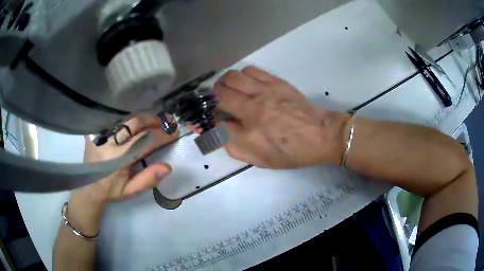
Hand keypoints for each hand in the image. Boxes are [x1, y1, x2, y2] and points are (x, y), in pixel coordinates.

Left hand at [72, 114, 178, 207]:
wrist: (88, 187)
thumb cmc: (111, 191)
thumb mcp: (131, 191)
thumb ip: (148, 179)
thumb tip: (167, 167)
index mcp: (117, 158)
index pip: (144, 141)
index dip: (161, 135)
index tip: (174, 133)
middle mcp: (108, 142)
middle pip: (135, 122)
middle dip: (153, 121)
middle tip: (165, 123)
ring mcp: (100, 134)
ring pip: (125, 118)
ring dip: (143, 118)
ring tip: (154, 122)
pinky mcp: (95, 131)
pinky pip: (115, 119)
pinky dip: (128, 119)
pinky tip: (136, 123)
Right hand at [215, 66, 349, 168]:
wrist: (320, 135)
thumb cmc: (292, 152)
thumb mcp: (261, 160)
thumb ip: (235, 147)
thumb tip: (218, 130)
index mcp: (250, 135)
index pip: (215, 124)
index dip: (203, 122)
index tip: (199, 121)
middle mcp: (253, 110)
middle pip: (219, 94)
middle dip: (212, 98)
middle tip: (216, 103)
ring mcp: (265, 93)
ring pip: (232, 77)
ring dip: (225, 84)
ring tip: (229, 91)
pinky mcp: (276, 82)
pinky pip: (250, 71)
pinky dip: (242, 76)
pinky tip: (246, 83)